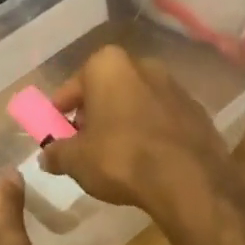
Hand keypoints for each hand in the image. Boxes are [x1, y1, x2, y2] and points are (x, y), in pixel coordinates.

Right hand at [39, 46, 241, 225]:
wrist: (189, 180)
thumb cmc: (121, 158)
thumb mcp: (75, 160)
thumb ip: (56, 154)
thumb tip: (47, 156)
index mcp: (108, 65)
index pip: (72, 86)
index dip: (60, 111)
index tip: (56, 131)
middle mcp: (143, 66)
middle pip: (107, 90)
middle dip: (94, 113)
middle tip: (83, 143)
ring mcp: (175, 87)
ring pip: (137, 103)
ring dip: (123, 122)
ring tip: (115, 155)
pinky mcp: (198, 113)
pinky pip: (162, 120)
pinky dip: (150, 133)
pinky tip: (145, 160)